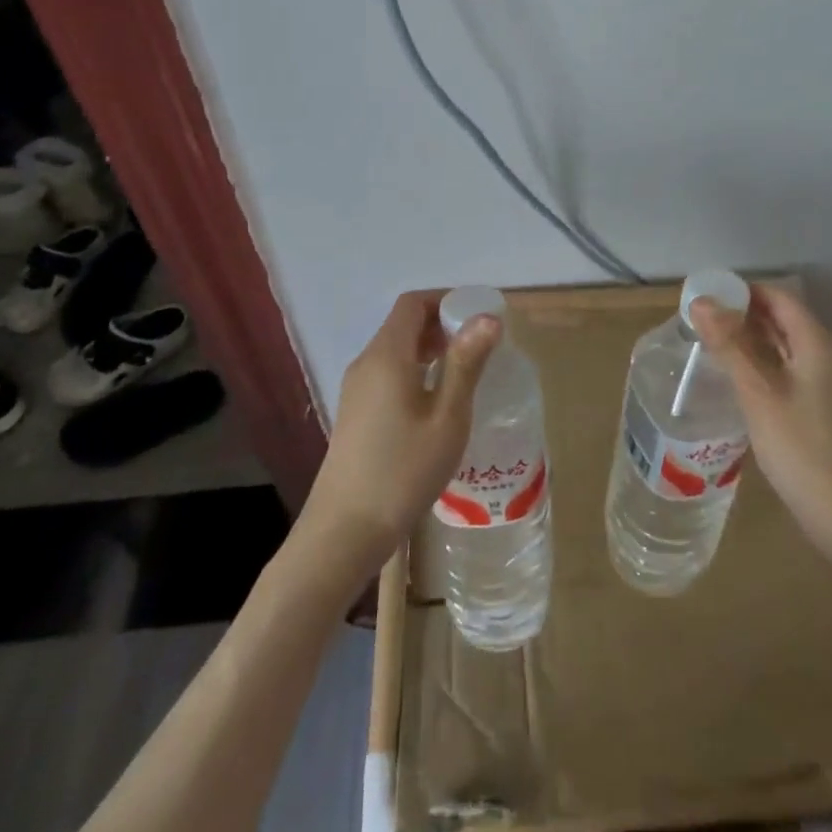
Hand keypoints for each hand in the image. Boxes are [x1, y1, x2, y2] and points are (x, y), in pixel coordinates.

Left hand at [299, 291, 500, 573]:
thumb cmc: (403, 470)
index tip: (478, 316)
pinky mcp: (355, 412)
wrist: (344, 531)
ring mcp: (356, 388)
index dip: (446, 300)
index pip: (413, 303)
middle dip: (442, 323)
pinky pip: (388, 372)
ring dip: (429, 348)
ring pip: (396, 349)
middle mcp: (367, 362)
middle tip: (480, 345)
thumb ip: (466, 363)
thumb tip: (487, 319)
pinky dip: (414, 368)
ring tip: (464, 371)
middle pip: (403, 323)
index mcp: (387, 355)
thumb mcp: (447, 417)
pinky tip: (436, 400)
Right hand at [691, 286, 831, 573]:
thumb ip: (730, 345)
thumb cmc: (803, 450)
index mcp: (816, 343)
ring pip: (782, 345)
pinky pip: (785, 369)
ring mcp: (825, 383)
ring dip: (748, 339)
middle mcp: (825, 355)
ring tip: (708, 344)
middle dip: (741, 313)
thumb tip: (700, 300)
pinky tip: (734, 378)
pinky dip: (759, 363)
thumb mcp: (758, 394)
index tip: (704, 295)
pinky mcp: (819, 408)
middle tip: (698, 320)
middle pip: (781, 318)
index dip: (742, 290)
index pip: (778, 296)